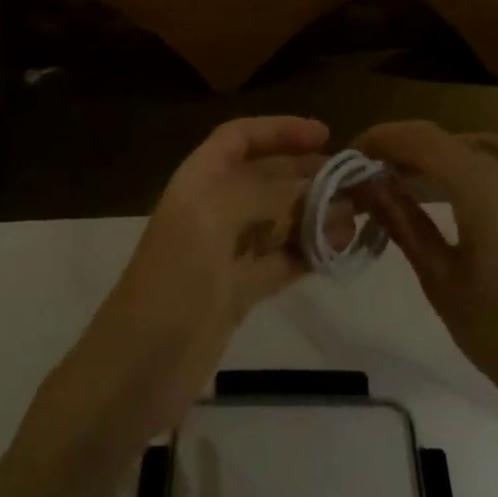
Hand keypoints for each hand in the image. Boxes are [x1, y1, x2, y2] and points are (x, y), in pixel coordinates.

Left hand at [66, 116, 328, 436]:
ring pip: (278, 220)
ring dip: (315, 215)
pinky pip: (280, 260)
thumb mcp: (219, 217)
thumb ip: (271, 194)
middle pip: (266, 178)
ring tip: (357, 217)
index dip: (280, 130)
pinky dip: (309, 252)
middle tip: (356, 181)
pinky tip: (339, 250)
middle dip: (307, 175)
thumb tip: (321, 188)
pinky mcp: (238, 291)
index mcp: (199, 179)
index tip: (325, 135)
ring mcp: (226, 251)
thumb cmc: (176, 276)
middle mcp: (213, 208)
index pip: (240, 137)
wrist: (140, 366)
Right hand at [353, 120, 497, 477]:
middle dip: (413, 153)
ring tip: (435, 182)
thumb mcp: (439, 278)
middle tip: (385, 181)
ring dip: (458, 154)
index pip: (418, 138)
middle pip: (453, 140)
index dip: (380, 139)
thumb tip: (368, 184)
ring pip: (494, 143)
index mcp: (480, 181)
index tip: (354, 157)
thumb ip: (401, 220)